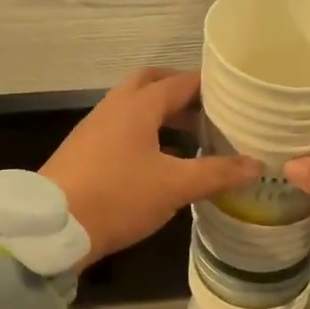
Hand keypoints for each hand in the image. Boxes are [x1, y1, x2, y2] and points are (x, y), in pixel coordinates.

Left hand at [42, 69, 260, 269]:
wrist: (52, 226)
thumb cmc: (117, 197)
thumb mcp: (174, 187)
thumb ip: (217, 173)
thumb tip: (257, 164)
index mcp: (138, 106)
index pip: (179, 82)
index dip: (208, 85)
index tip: (234, 93)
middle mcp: (114, 107)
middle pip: (150, 84)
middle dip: (179, 91)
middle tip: (209, 108)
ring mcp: (94, 127)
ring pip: (133, 107)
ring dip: (161, 113)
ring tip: (191, 134)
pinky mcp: (84, 150)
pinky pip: (121, 128)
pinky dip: (144, 132)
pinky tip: (158, 160)